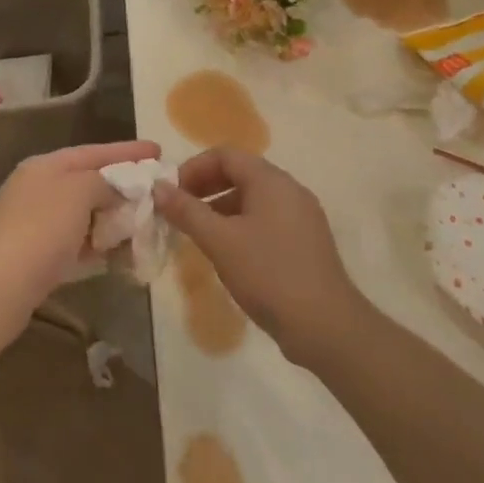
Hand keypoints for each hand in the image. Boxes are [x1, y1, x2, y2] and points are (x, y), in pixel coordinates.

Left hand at [0, 140, 161, 344]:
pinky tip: (121, 252)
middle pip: (88, 181)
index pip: (93, 151)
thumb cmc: (41, 229)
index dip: (127, 151)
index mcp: (45, 165)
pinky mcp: (36, 255)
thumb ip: (102, 182)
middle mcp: (37, 188)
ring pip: (84, 214)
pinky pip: (77, 241)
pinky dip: (99, 243)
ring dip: (113, 218)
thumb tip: (112, 190)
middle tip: (156, 191)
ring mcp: (34, 222)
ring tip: (145, 223)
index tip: (158, 150)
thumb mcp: (78, 191)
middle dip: (123, 186)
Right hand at [154, 148, 359, 367]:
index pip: (225, 155)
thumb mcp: (219, 241)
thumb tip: (158, 187)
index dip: (193, 168)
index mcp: (271, 181)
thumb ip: (186, 211)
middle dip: (205, 187)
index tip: (171, 193)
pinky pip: (266, 220)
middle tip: (179, 212)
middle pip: (240, 173)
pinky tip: (227, 253)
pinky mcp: (305, 242)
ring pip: (253, 199)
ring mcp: (302, 217)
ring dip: (220, 208)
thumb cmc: (268, 274)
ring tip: (198, 234)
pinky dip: (240, 225)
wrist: (326, 327)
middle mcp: (290, 190)